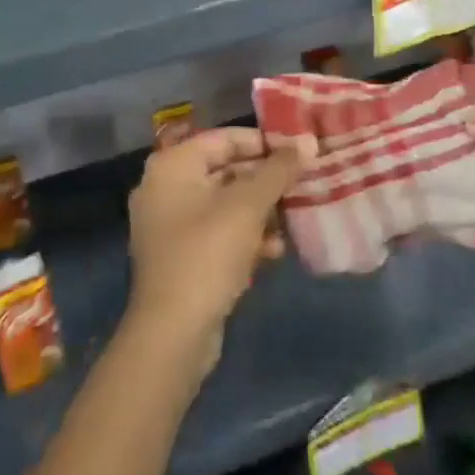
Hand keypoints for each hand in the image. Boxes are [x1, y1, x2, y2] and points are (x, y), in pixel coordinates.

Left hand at [125, 127, 315, 374]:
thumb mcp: (248, 206)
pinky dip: (245, 237)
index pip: (224, 139)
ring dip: (260, 212)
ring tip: (292, 221)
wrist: (172, 336)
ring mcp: (169, 226)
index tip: (298, 152)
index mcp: (173, 165)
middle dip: (265, 181)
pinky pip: (218, 234)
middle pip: (225, 171)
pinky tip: (274, 251)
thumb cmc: (207, 254)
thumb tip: (309, 141)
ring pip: (224, 205)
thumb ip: (279, 171)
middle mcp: (165, 188)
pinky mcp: (180, 258)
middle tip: (302, 185)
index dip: (263, 143)